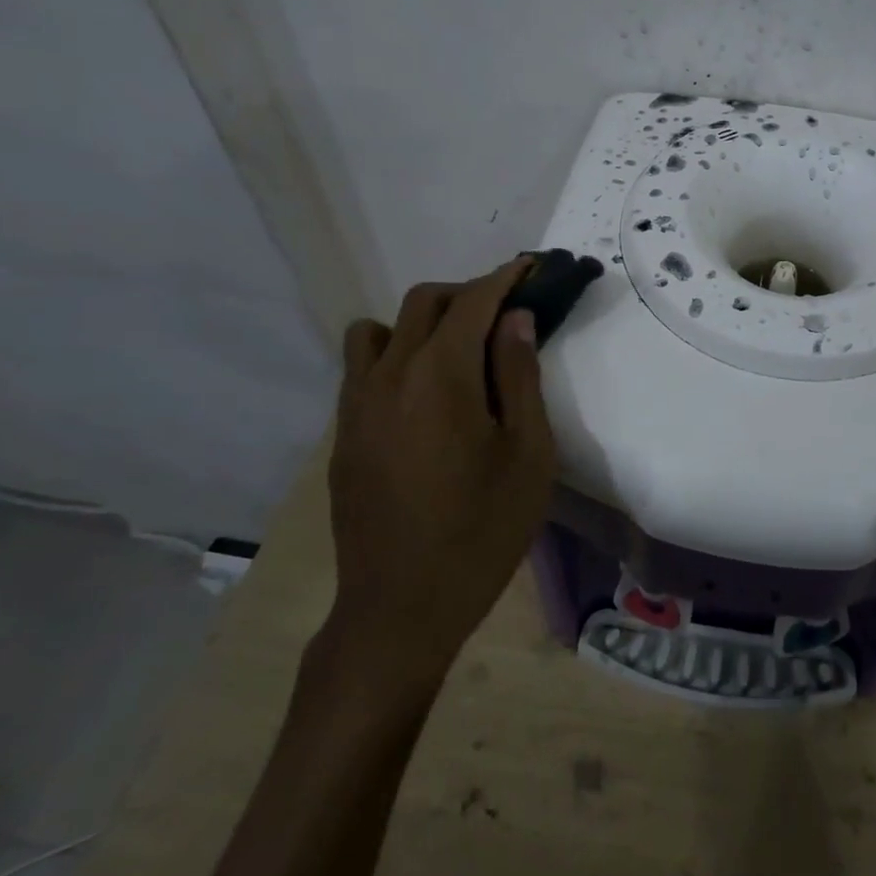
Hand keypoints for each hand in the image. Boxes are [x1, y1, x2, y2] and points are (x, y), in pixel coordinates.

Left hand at [322, 258, 556, 689]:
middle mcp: (389, 376)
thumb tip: (516, 319)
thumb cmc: (482, 531)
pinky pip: (363, 367)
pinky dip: (396, 354)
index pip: (474, 302)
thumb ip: (521, 377)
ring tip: (459, 352)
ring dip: (423, 321)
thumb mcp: (528, 455)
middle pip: (424, 302)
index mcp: (441, 377)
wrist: (402, 607)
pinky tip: (426, 396)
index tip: (533, 267)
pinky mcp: (343, 433)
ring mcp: (356, 404)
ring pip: (380, 329)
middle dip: (469, 292)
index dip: (506, 277)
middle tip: (508, 312)